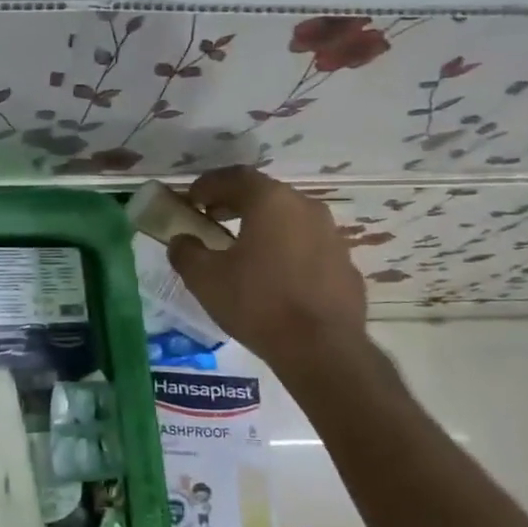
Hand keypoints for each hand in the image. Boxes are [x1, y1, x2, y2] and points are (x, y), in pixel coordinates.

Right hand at [166, 166, 367, 368]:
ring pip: (290, 220)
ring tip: (242, 249)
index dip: (208, 184)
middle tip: (211, 219)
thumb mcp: (205, 279)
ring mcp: (331, 236)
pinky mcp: (346, 265)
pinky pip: (308, 247)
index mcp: (271, 201)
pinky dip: (287, 251)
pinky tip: (275, 277)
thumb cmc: (258, 303)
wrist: (322, 349)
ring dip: (264, 226)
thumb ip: (186, 252)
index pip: (235, 177)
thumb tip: (181, 240)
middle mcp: (306, 208)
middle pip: (265, 194)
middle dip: (235, 203)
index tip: (192, 200)